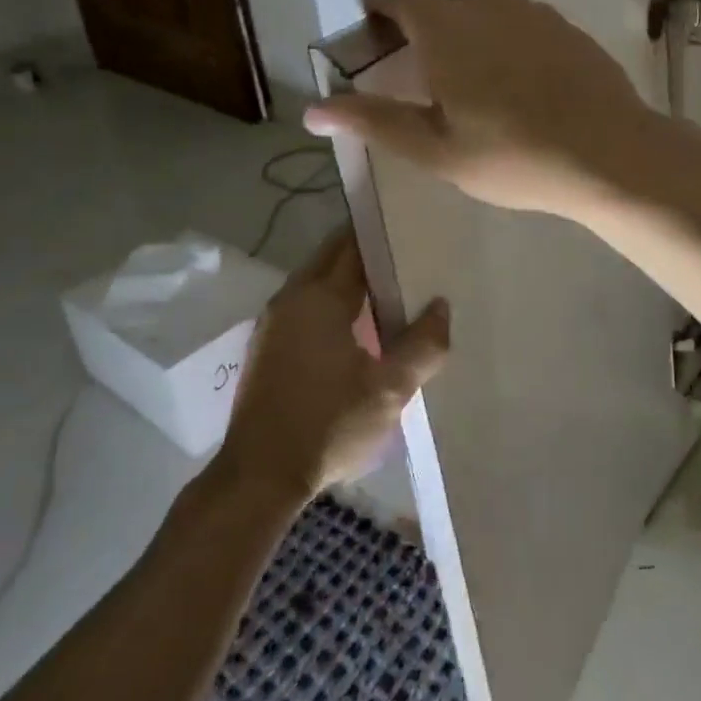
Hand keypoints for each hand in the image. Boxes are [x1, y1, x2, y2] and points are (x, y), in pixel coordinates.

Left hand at [219, 229, 448, 497]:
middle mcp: (292, 297)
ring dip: (348, 275)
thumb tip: (440, 306)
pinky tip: (357, 322)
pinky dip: (332, 298)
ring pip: (317, 279)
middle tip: (407, 250)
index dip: (382, 232)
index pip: (353, 244)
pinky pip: (306, 302)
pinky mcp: (268, 345)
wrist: (260, 476)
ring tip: (390, 284)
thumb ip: (423, 344)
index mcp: (320, 297)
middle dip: (366, 248)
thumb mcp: (390, 389)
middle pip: (332, 255)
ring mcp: (274, 321)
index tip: (411, 224)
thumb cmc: (328, 424)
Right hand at [303, 0, 666, 217]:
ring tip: (450, 42)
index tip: (370, 20)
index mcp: (446, 27)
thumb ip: (374, 122)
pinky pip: (514, 4)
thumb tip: (310, 112)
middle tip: (402, 23)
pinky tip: (503, 57)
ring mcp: (531, 9)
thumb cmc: (514, 156)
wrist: (609, 152)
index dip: (376, 0)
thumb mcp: (436, 150)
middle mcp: (487, 3)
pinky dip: (491, 13)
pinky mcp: (562, 24)